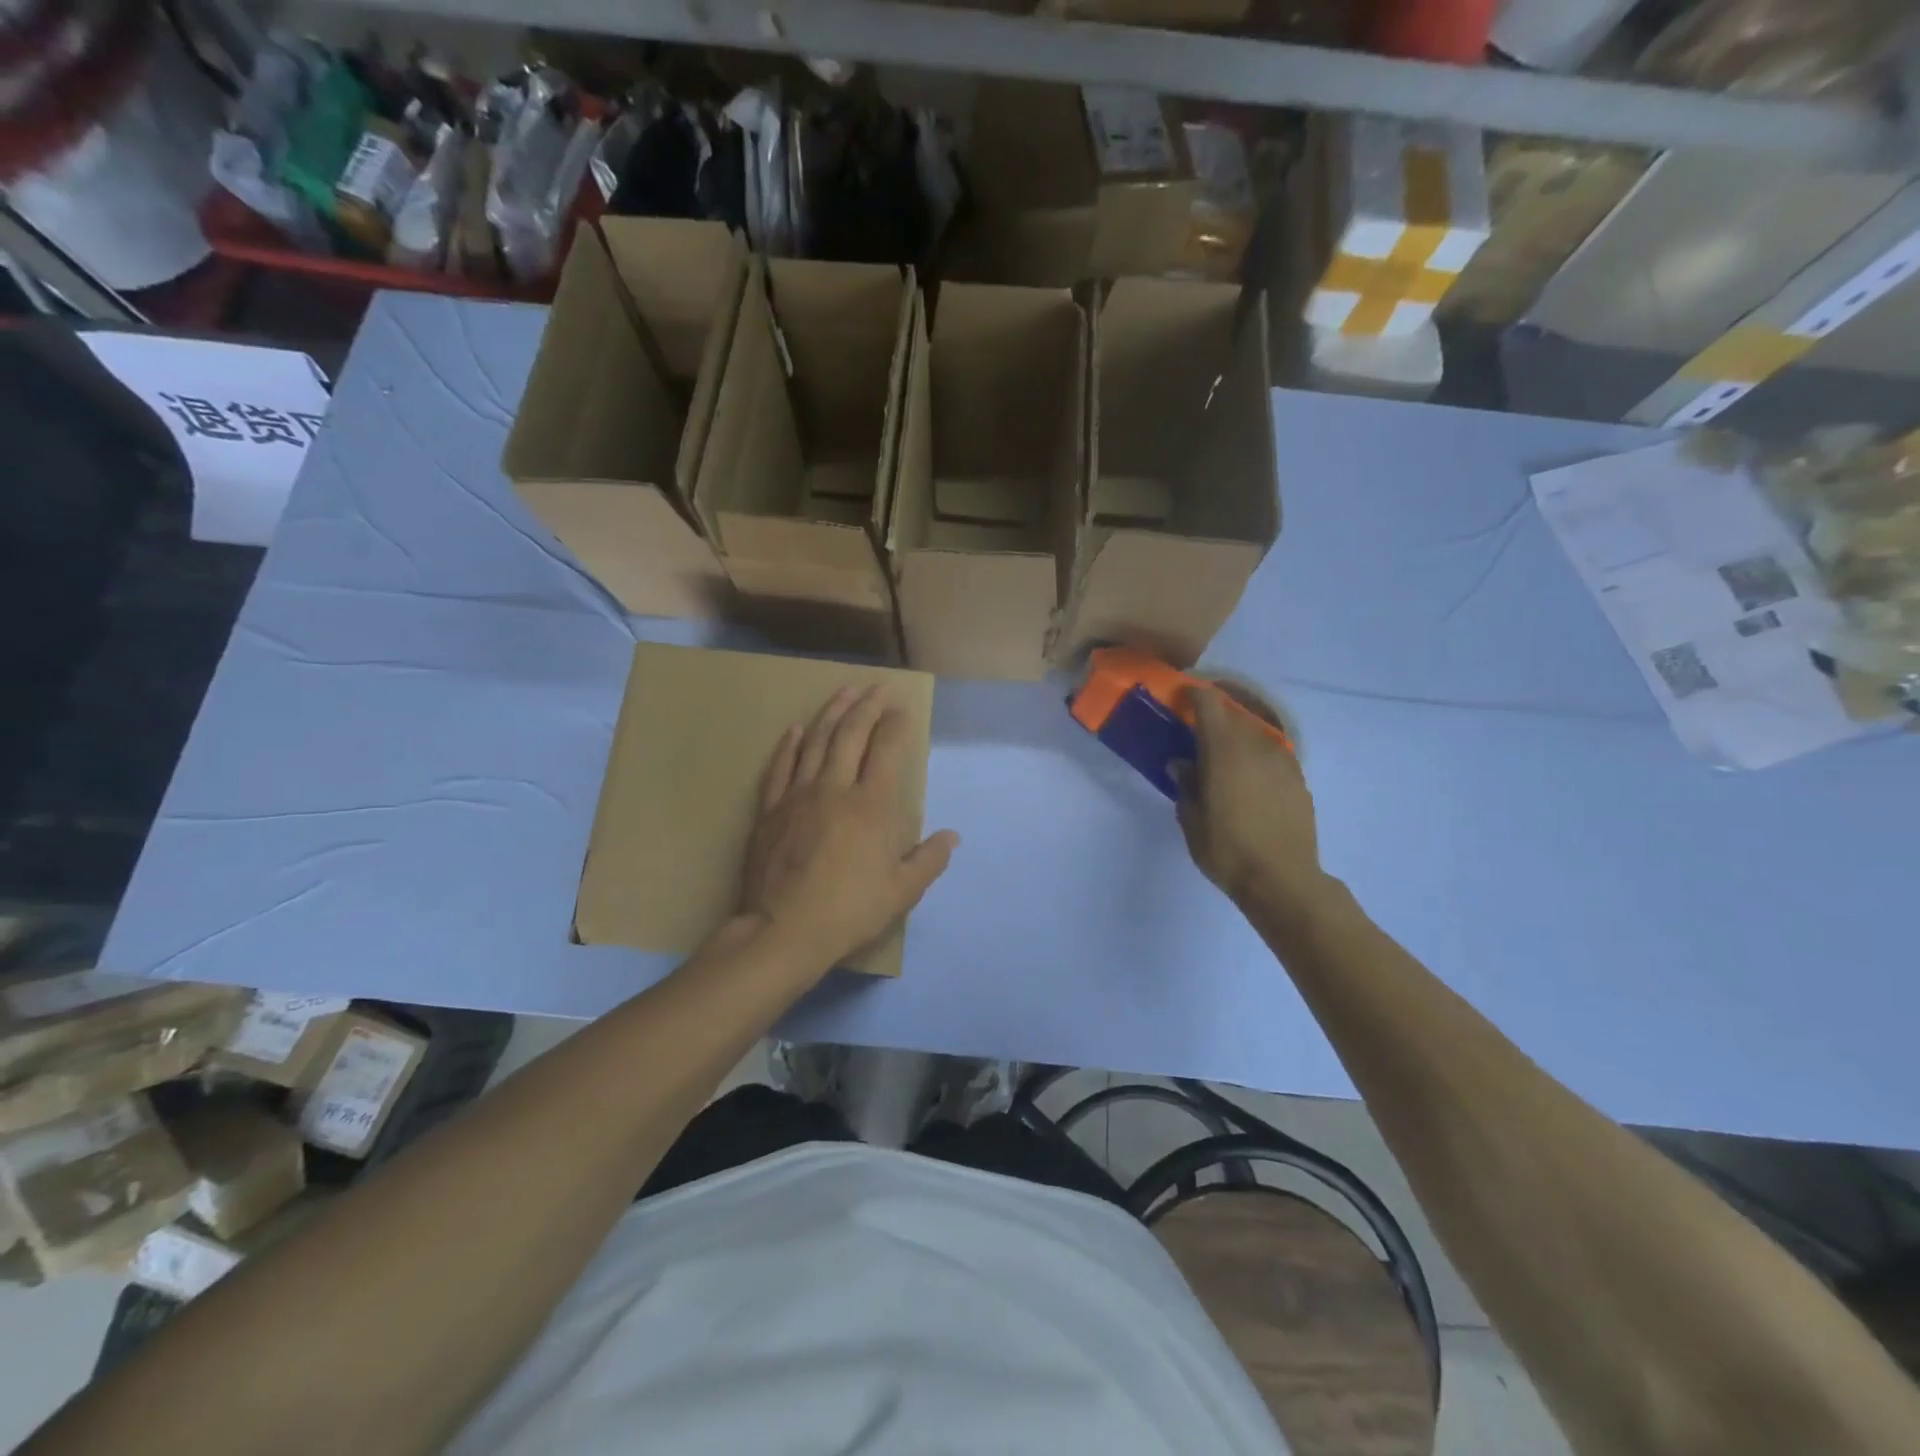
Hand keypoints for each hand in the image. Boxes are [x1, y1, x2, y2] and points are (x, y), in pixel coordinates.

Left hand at [740, 685, 958, 974]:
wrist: (783, 930)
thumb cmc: (850, 911)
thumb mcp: (902, 892)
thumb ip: (929, 860)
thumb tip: (951, 837)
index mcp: (872, 805)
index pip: (888, 749)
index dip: (897, 724)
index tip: (904, 709)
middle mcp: (836, 787)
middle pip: (852, 734)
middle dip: (868, 705)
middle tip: (879, 687)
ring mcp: (798, 794)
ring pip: (817, 741)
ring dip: (833, 712)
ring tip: (845, 691)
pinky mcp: (770, 809)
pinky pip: (780, 766)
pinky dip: (790, 744)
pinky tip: (796, 728)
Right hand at [1177, 683, 1324, 911]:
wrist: (1283, 880)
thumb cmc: (1227, 849)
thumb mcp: (1192, 820)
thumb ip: (1186, 785)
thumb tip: (1182, 764)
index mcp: (1225, 750)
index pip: (1210, 704)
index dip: (1195, 695)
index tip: (1182, 698)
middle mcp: (1256, 746)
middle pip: (1234, 714)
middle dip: (1215, 715)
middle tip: (1197, 729)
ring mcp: (1282, 761)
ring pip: (1256, 733)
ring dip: (1238, 734)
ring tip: (1223, 754)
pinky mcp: (1298, 779)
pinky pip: (1272, 754)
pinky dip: (1256, 755)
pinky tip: (1248, 777)